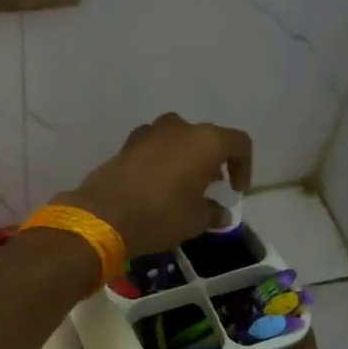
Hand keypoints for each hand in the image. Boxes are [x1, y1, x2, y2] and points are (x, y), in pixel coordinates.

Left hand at [59, 113, 251, 255]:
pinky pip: (155, 146)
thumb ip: (214, 213)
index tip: (236, 190)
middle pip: (206, 137)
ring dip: (186, 157)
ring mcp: (150, 132)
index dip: (244, 166)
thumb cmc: (160, 215)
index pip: (239, 143)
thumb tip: (223, 214)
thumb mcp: (195, 220)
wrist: (104, 215)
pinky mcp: (127, 143)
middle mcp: (180, 128)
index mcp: (205, 141)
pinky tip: (158, 183)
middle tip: (212, 185)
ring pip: (178, 139)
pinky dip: (162, 159)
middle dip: (213, 160)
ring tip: (185, 183)